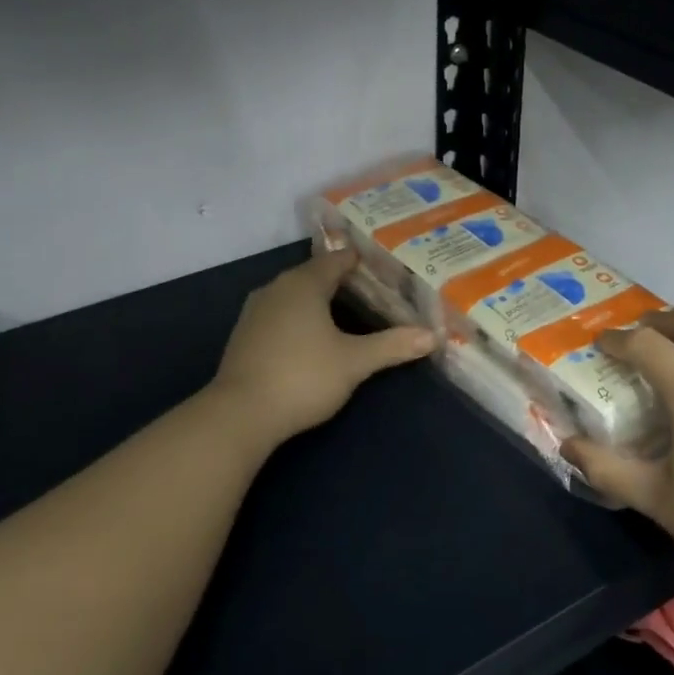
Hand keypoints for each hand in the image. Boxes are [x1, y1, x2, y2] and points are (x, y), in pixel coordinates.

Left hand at [212, 249, 436, 444]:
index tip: (381, 265)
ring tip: (344, 309)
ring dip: (316, 298)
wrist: (240, 414)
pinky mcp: (244, 334)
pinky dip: (298, 316)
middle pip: (313, 275)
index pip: (336, 260)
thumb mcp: (354, 362)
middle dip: (339, 279)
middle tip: (369, 287)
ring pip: (292, 294)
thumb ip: (392, 346)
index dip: (359, 261)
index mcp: (304, 284)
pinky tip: (309, 334)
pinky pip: (278, 313)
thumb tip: (432, 335)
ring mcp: (255, 311)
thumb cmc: (303, 377)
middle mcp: (276, 288)